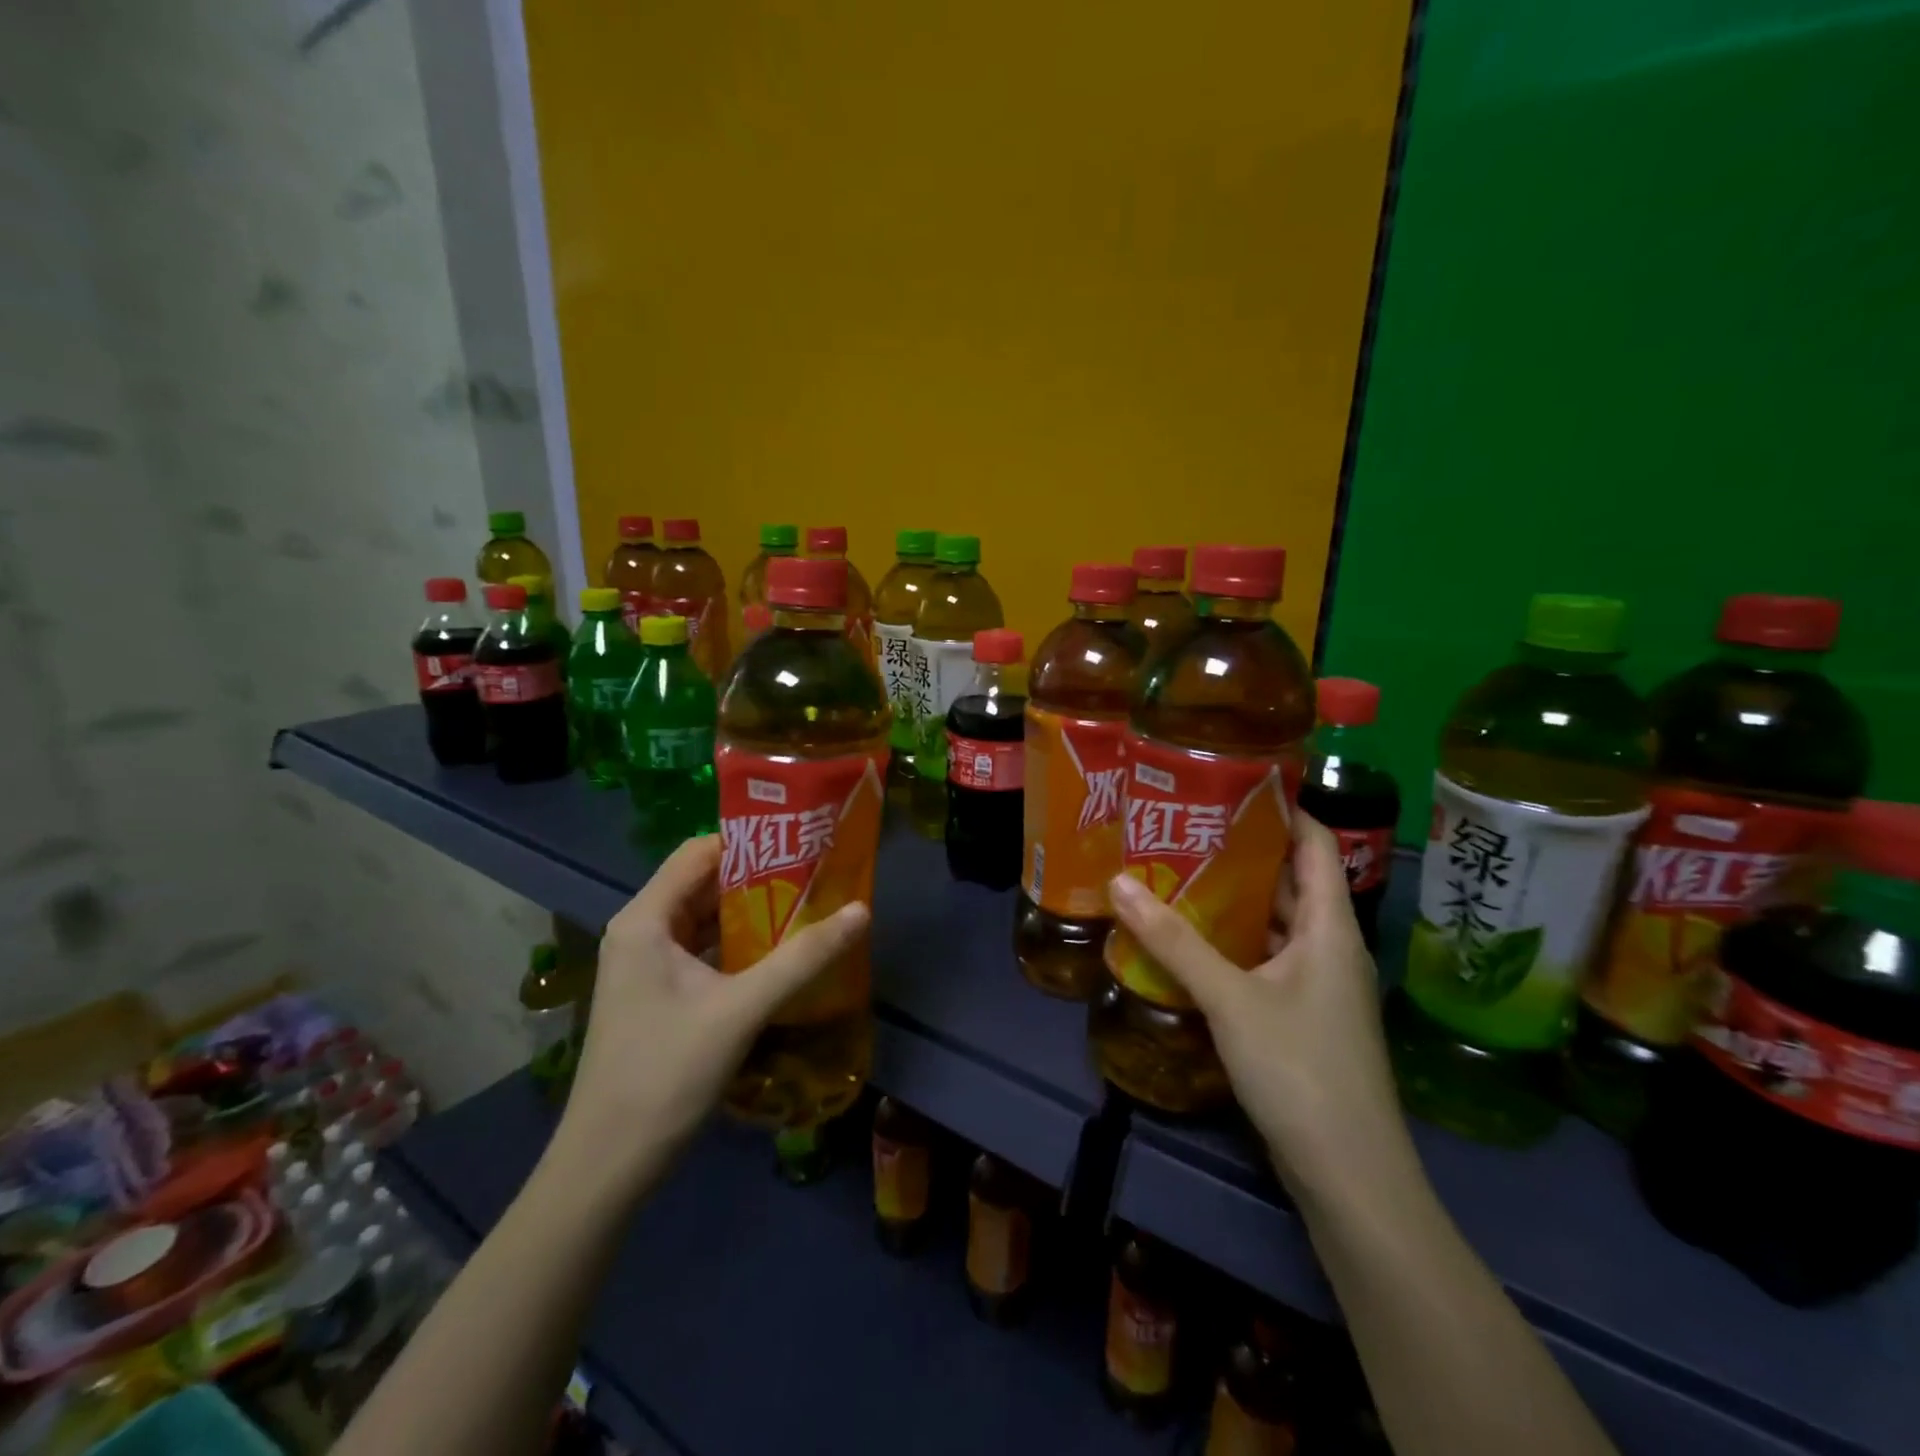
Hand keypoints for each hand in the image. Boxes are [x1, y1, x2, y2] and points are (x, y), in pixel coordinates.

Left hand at [554, 836, 868, 1190]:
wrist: (607, 1165)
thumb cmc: (666, 1074)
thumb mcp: (741, 1009)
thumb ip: (803, 957)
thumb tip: (861, 910)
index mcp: (645, 920)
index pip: (699, 852)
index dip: (750, 843)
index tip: (802, 844)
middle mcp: (641, 931)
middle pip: (704, 883)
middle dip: (760, 878)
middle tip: (818, 874)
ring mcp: (646, 965)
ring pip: (706, 919)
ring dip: (753, 913)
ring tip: (810, 906)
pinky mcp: (657, 994)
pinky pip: (703, 951)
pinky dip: (740, 946)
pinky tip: (781, 953)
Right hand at [1107, 811, 1415, 1208]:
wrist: (1350, 1176)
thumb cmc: (1301, 1070)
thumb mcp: (1230, 999)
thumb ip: (1174, 941)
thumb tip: (1117, 882)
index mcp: (1332, 927)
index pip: (1315, 842)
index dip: (1281, 807)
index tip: (1229, 782)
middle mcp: (1331, 946)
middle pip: (1291, 879)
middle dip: (1241, 850)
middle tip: (1183, 824)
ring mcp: (1318, 983)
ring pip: (1275, 921)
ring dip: (1234, 897)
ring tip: (1176, 869)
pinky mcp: (1302, 1015)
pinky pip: (1266, 958)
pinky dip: (1233, 940)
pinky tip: (1190, 938)